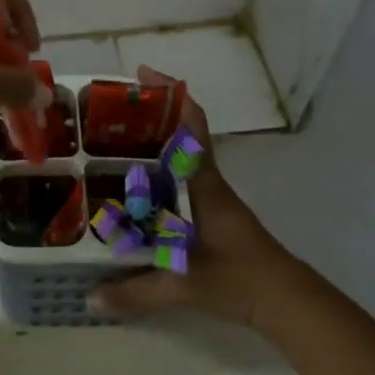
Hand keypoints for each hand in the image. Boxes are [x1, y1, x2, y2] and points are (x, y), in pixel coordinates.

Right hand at [92, 68, 304, 331]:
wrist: (285, 300)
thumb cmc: (239, 279)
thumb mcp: (184, 285)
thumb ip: (136, 292)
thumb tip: (89, 296)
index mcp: (203, 185)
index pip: (192, 127)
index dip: (171, 95)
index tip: (143, 74)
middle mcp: (206, 183)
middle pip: (179, 134)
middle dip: (147, 116)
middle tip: (105, 111)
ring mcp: (210, 198)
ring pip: (178, 157)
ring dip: (150, 143)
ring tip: (107, 142)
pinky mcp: (209, 215)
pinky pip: (178, 180)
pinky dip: (156, 173)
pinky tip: (131, 187)